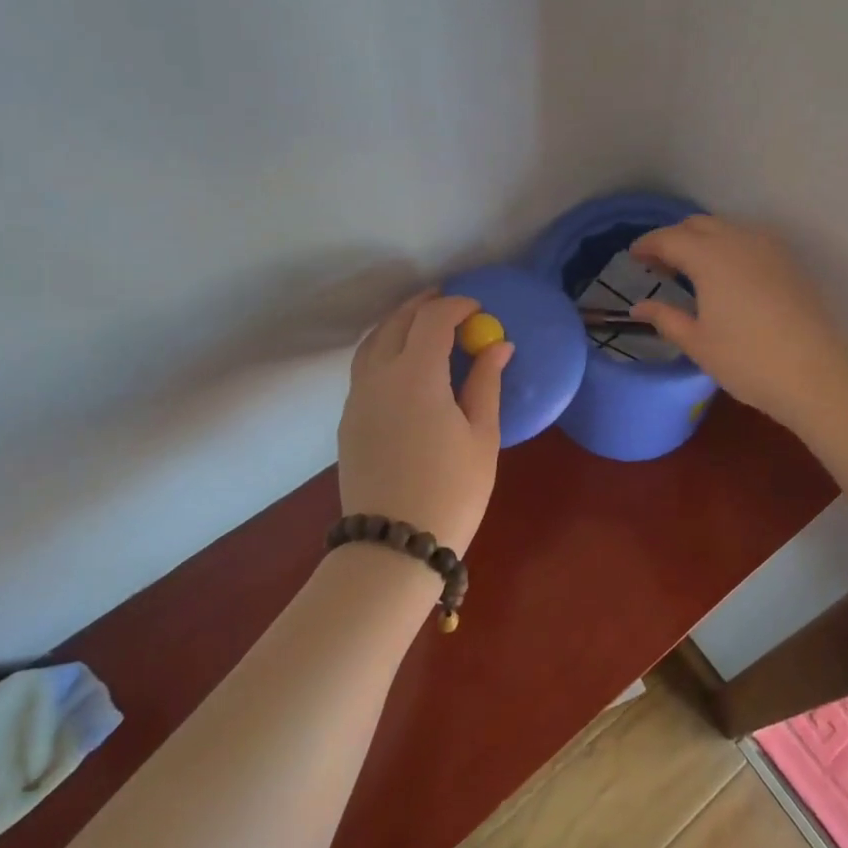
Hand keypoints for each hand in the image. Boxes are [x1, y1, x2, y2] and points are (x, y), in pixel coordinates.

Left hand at [338, 290, 513, 554]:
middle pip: (396, 323)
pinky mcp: (349, 420)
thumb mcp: (481, 435)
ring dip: (397, 324)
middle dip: (423, 306)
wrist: (393, 545)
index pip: (432, 320)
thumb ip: (486, 382)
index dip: (456, 306)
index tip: (477, 308)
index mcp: (416, 375)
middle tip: (448, 302)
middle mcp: (379, 377)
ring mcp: (358, 398)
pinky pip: (363, 368)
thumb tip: (499, 345)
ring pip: (372, 342)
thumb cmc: (451, 490)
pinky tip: (401, 363)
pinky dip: (382, 349)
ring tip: (421, 323)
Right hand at [630, 215, 847, 430]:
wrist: (816, 374)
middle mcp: (738, 240)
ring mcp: (768, 248)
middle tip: (659, 265)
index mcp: (709, 256)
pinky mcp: (788, 261)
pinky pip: (749, 240)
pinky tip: (726, 276)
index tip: (633, 257)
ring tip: (691, 270)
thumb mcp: (697, 342)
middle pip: (697, 225)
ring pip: (726, 228)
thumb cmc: (747, 360)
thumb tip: (640, 306)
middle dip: (674, 238)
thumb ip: (665, 317)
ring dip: (703, 240)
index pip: (669, 238)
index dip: (647, 245)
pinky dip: (728, 247)